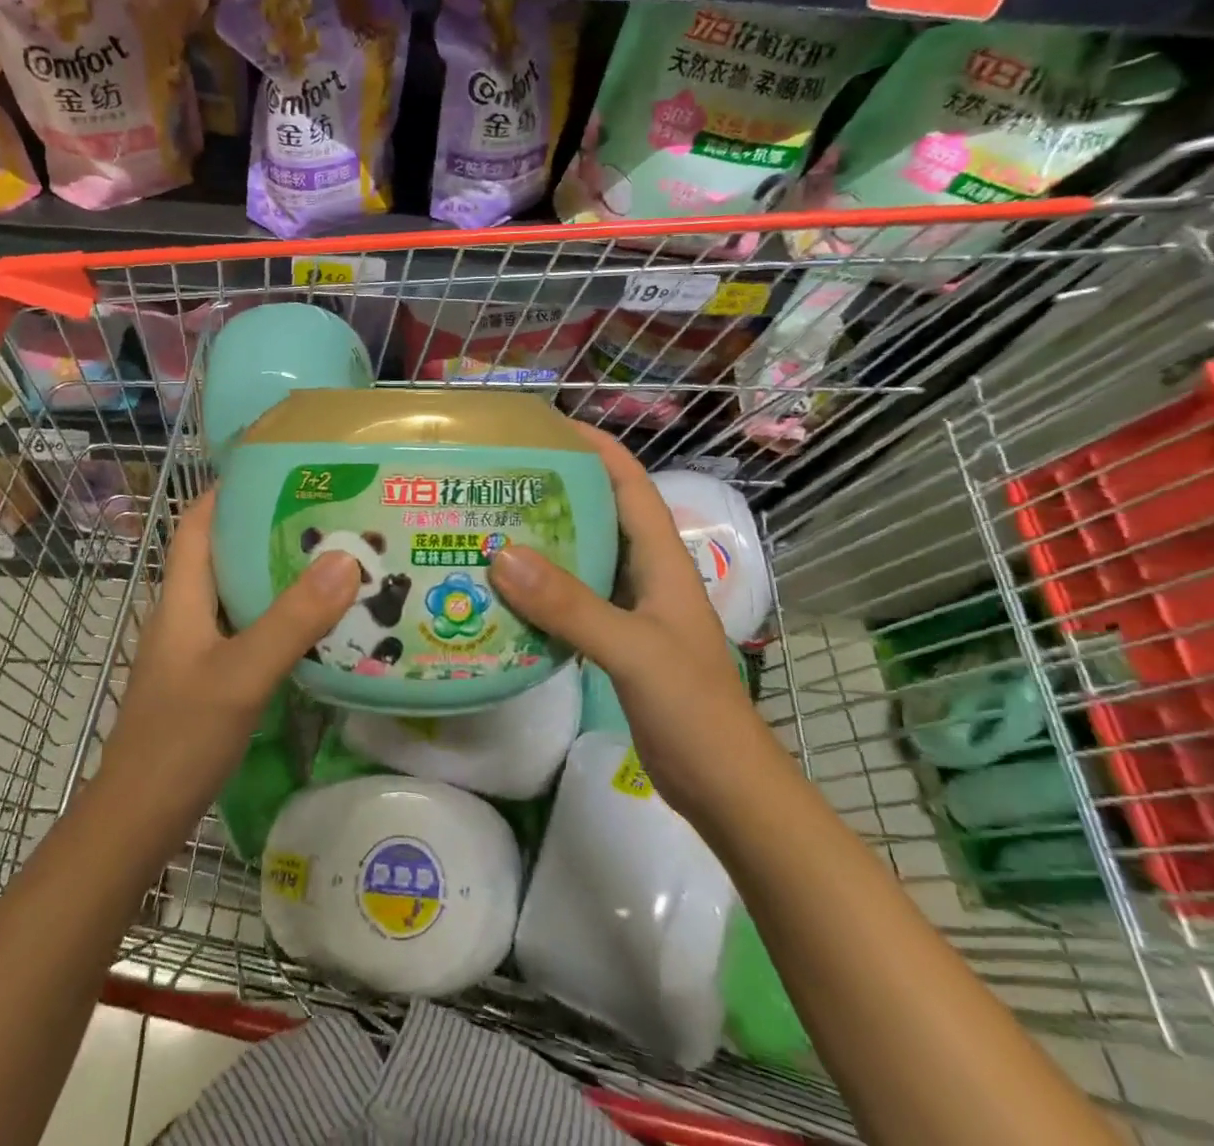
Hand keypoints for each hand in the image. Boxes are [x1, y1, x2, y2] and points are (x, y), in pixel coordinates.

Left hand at [93, 489, 359, 819]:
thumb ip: (292, 619)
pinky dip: (277, 617)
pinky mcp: (208, 678)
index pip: (196, 523)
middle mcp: (185, 614)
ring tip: (332, 560)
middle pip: (222, 553)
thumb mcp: (242, 674)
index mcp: (181, 598)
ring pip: (237, 594)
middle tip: (324, 513)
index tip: (276, 469)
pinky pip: (246, 630)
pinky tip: (316, 626)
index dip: (226, 490)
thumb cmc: (180, 738)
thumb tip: (345, 558)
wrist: (139, 820)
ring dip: (276, 574)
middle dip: (266, 528)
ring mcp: (195, 648)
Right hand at [487, 423, 777, 820]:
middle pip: (600, 514)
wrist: (724, 787)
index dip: (596, 447)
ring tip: (489, 524)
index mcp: (662, 560)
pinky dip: (540, 590)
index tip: (547, 426)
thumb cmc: (693, 709)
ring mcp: (631, 609)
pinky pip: (572, 600)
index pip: (630, 483)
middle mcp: (646, 574)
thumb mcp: (633, 651)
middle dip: (556, 489)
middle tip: (498, 476)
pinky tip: (503, 593)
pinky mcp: (615, 641)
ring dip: (543, 540)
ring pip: (583, 558)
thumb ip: (571, 605)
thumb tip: (501, 554)